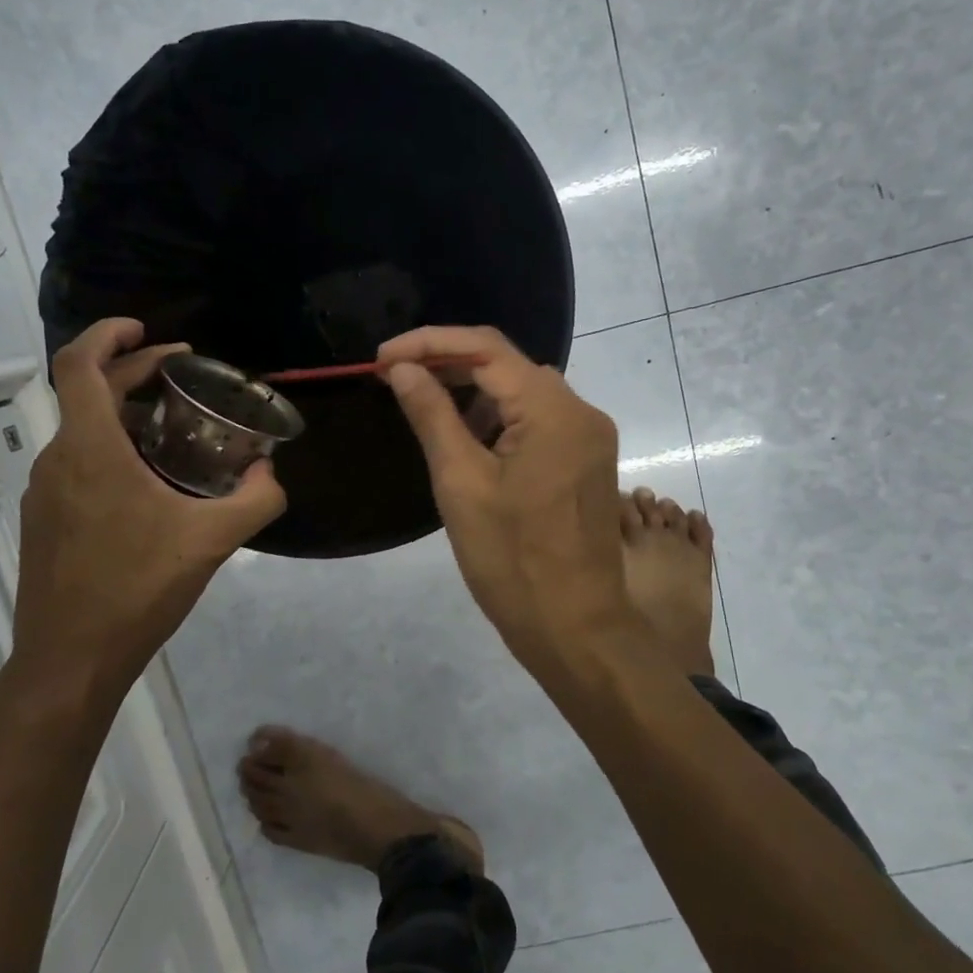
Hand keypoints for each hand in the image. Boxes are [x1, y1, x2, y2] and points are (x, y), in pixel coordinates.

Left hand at [7, 319, 285, 698]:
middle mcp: (57, 460)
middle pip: (87, 393)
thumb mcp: (212, 541)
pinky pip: (76, 466)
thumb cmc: (137, 589)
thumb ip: (255, 500)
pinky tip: (147, 485)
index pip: (80, 365)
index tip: (147, 330)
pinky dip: (110, 451)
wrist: (70, 660)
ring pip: (81, 432)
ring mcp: (44, 493)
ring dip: (122, 415)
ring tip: (172, 427)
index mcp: (90, 449)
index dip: (108, 335)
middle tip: (181, 372)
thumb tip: (271, 474)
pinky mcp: (44, 522)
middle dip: (133, 372)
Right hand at [378, 325, 638, 687]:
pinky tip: (467, 441)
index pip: (486, 349)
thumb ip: (432, 415)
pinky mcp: (586, 462)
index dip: (430, 343)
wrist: (576, 629)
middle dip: (449, 366)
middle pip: (508, 365)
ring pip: (523, 393)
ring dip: (473, 394)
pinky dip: (499, 421)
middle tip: (396, 380)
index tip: (382, 359)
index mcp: (554, 411)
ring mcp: (589, 437)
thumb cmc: (512, 561)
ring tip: (425, 411)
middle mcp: (581, 411)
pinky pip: (538, 421)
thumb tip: (403, 369)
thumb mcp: (461, 484)